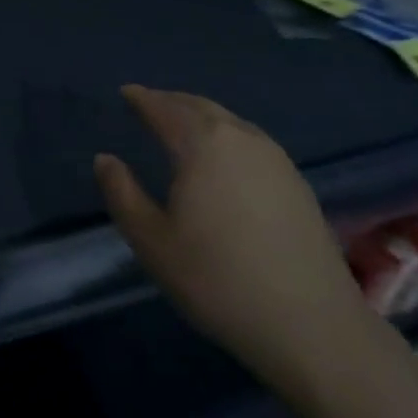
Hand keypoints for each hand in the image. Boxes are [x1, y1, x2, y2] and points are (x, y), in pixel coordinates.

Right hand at [94, 86, 372, 397]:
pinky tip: (224, 156)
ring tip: (183, 124)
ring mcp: (275, 159)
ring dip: (201, 115)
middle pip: (200, 106)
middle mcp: (241, 138)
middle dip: (172, 101)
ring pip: (230, 121)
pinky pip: (251, 140)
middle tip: (150, 103)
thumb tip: (105, 159)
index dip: (142, 99)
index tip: (126, 92)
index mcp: (203, 144)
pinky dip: (226, 134)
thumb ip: (122, 194)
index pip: (165, 109)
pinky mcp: (297, 182)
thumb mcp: (153, 243)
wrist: (312, 325)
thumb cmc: (219, 280)